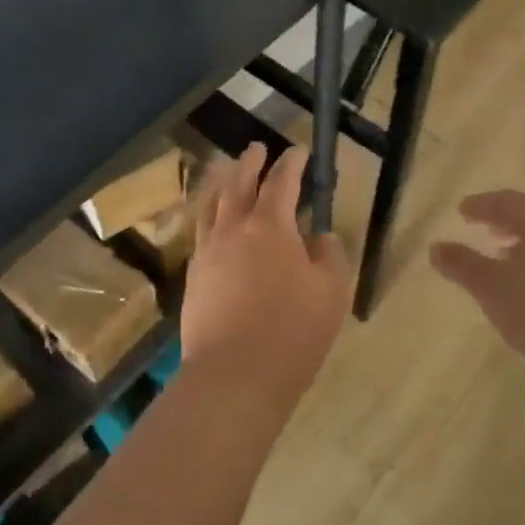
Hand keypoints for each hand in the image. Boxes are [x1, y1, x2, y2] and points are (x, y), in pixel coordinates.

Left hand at [181, 144, 350, 401]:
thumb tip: (318, 237)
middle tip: (256, 149)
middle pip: (238, 185)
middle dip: (250, 164)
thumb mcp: (331, 292)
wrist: (234, 375)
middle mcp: (233, 229)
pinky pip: (201, 234)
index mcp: (270, 226)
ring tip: (228, 176)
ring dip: (223, 185)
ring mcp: (207, 253)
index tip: (298, 150)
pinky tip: (213, 225)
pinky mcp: (193, 278)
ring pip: (212, 206)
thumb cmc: (292, 332)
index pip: (281, 181)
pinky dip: (210, 218)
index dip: (291, 163)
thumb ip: (329, 255)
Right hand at [429, 190, 524, 388]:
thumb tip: (435, 247)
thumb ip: (462, 264)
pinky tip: (519, 289)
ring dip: (516, 244)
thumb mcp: (491, 287)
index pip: (508, 200)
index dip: (482, 204)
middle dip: (500, 221)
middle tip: (476, 227)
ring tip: (494, 257)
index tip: (461, 211)